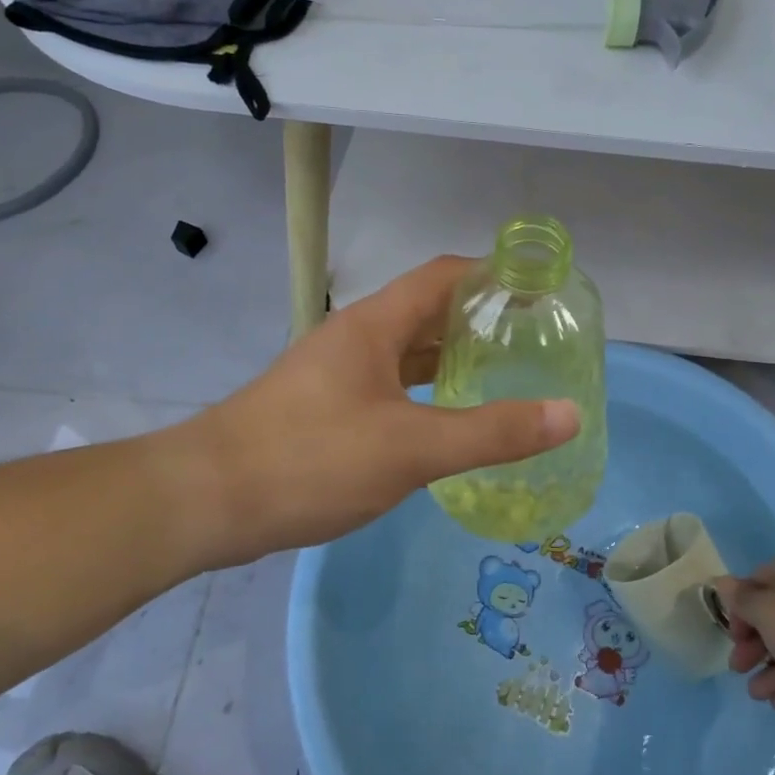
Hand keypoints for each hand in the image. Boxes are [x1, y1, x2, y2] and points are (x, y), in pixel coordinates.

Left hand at [159, 256, 579, 564]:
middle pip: (430, 311)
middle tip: (536, 338)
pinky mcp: (327, 406)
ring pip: (409, 351)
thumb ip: (491, 433)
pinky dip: (427, 391)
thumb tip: (568, 413)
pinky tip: (450, 418)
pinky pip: (392, 384)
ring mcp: (338, 372)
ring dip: (454, 356)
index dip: (494, 273)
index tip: (541, 289)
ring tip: (506, 374)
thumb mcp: (410, 448)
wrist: (206, 501)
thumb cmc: (310, 459)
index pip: (445, 275)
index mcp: (376, 324)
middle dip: (482, 319)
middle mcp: (357, 337)